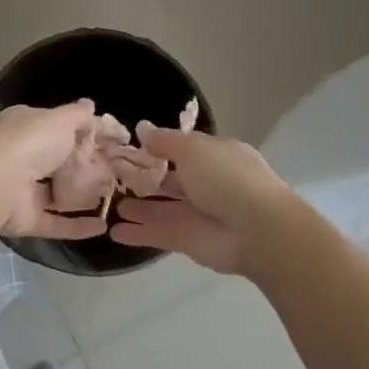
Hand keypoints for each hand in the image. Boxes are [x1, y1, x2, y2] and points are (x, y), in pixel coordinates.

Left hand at [0, 102, 109, 241]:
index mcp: (25, 127)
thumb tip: (91, 105)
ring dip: (83, 197)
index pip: (58, 127)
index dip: (85, 132)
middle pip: (59, 161)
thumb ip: (79, 115)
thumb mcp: (60, 119)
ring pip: (57, 192)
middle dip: (86, 166)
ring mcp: (22, 189)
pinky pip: (56, 222)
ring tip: (114, 198)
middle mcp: (22, 155)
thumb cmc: (30, 142)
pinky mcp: (26, 219)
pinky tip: (103, 226)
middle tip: (118, 172)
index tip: (114, 141)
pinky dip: (78, 226)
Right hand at [108, 125, 293, 273]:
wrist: (258, 232)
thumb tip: (142, 128)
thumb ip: (164, 141)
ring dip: (138, 206)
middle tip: (111, 176)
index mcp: (215, 156)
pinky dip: (137, 233)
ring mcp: (196, 213)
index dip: (157, 148)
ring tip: (110, 203)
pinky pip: (157, 233)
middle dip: (144, 178)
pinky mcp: (187, 240)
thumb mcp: (193, 149)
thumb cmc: (227, 179)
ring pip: (161, 208)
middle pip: (170, 179)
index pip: (183, 149)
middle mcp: (207, 184)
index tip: (128, 147)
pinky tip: (113, 232)